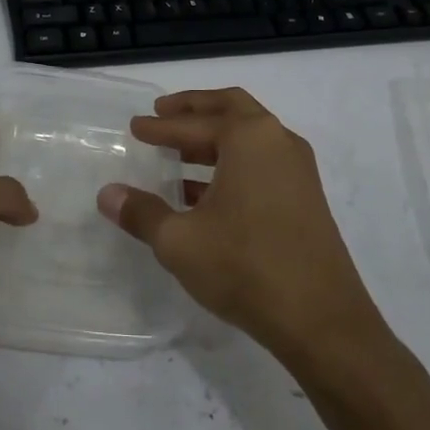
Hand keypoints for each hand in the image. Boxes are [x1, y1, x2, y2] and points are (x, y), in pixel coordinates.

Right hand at [96, 87, 375, 358]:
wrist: (322, 320)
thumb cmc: (245, 267)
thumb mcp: (180, 241)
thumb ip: (142, 213)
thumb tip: (108, 194)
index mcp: (250, 139)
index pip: (194, 123)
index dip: (160, 126)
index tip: (135, 127)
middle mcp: (278, 142)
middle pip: (231, 109)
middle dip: (194, 109)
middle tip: (162, 113)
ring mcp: (298, 170)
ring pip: (249, 138)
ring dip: (212, 140)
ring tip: (176, 154)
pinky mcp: (305, 198)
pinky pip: (261, 164)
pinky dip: (231, 164)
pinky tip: (202, 194)